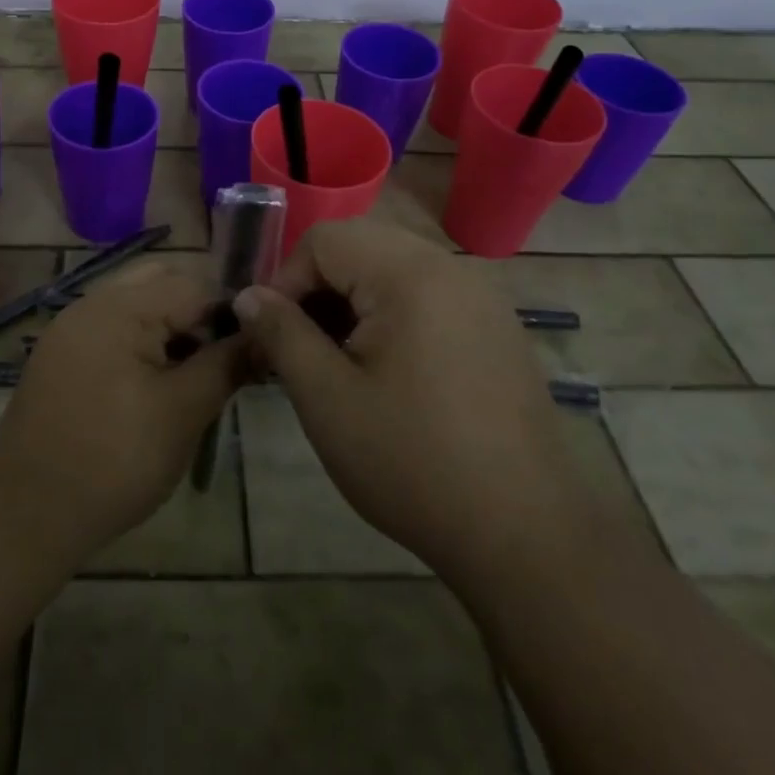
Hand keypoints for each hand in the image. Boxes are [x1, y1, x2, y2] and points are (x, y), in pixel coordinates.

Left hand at [0, 263, 243, 558]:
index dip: (231, 313)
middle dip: (198, 312)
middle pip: (161, 281)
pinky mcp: (60, 355)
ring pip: (136, 304)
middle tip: (222, 358)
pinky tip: (156, 385)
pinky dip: (142, 341)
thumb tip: (264, 334)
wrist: (26, 513)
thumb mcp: (184, 412)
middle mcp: (91, 303)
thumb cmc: (114, 460)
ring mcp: (70, 328)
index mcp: (120, 307)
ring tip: (193, 375)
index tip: (255, 349)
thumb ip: (227, 364)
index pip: (193, 284)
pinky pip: (112, 328)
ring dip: (171, 327)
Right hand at [235, 221, 583, 577]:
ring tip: (339, 361)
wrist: (527, 535)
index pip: (324, 240)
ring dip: (353, 301)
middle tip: (303, 347)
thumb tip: (248, 295)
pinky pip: (427, 294)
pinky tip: (388, 371)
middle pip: (360, 246)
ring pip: (392, 268)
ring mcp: (481, 296)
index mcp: (409, 274)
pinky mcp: (496, 326)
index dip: (285, 280)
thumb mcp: (326, 398)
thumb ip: (281, 334)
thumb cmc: (412, 463)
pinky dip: (392, 313)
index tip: (273, 336)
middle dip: (319, 288)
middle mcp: (451, 267)